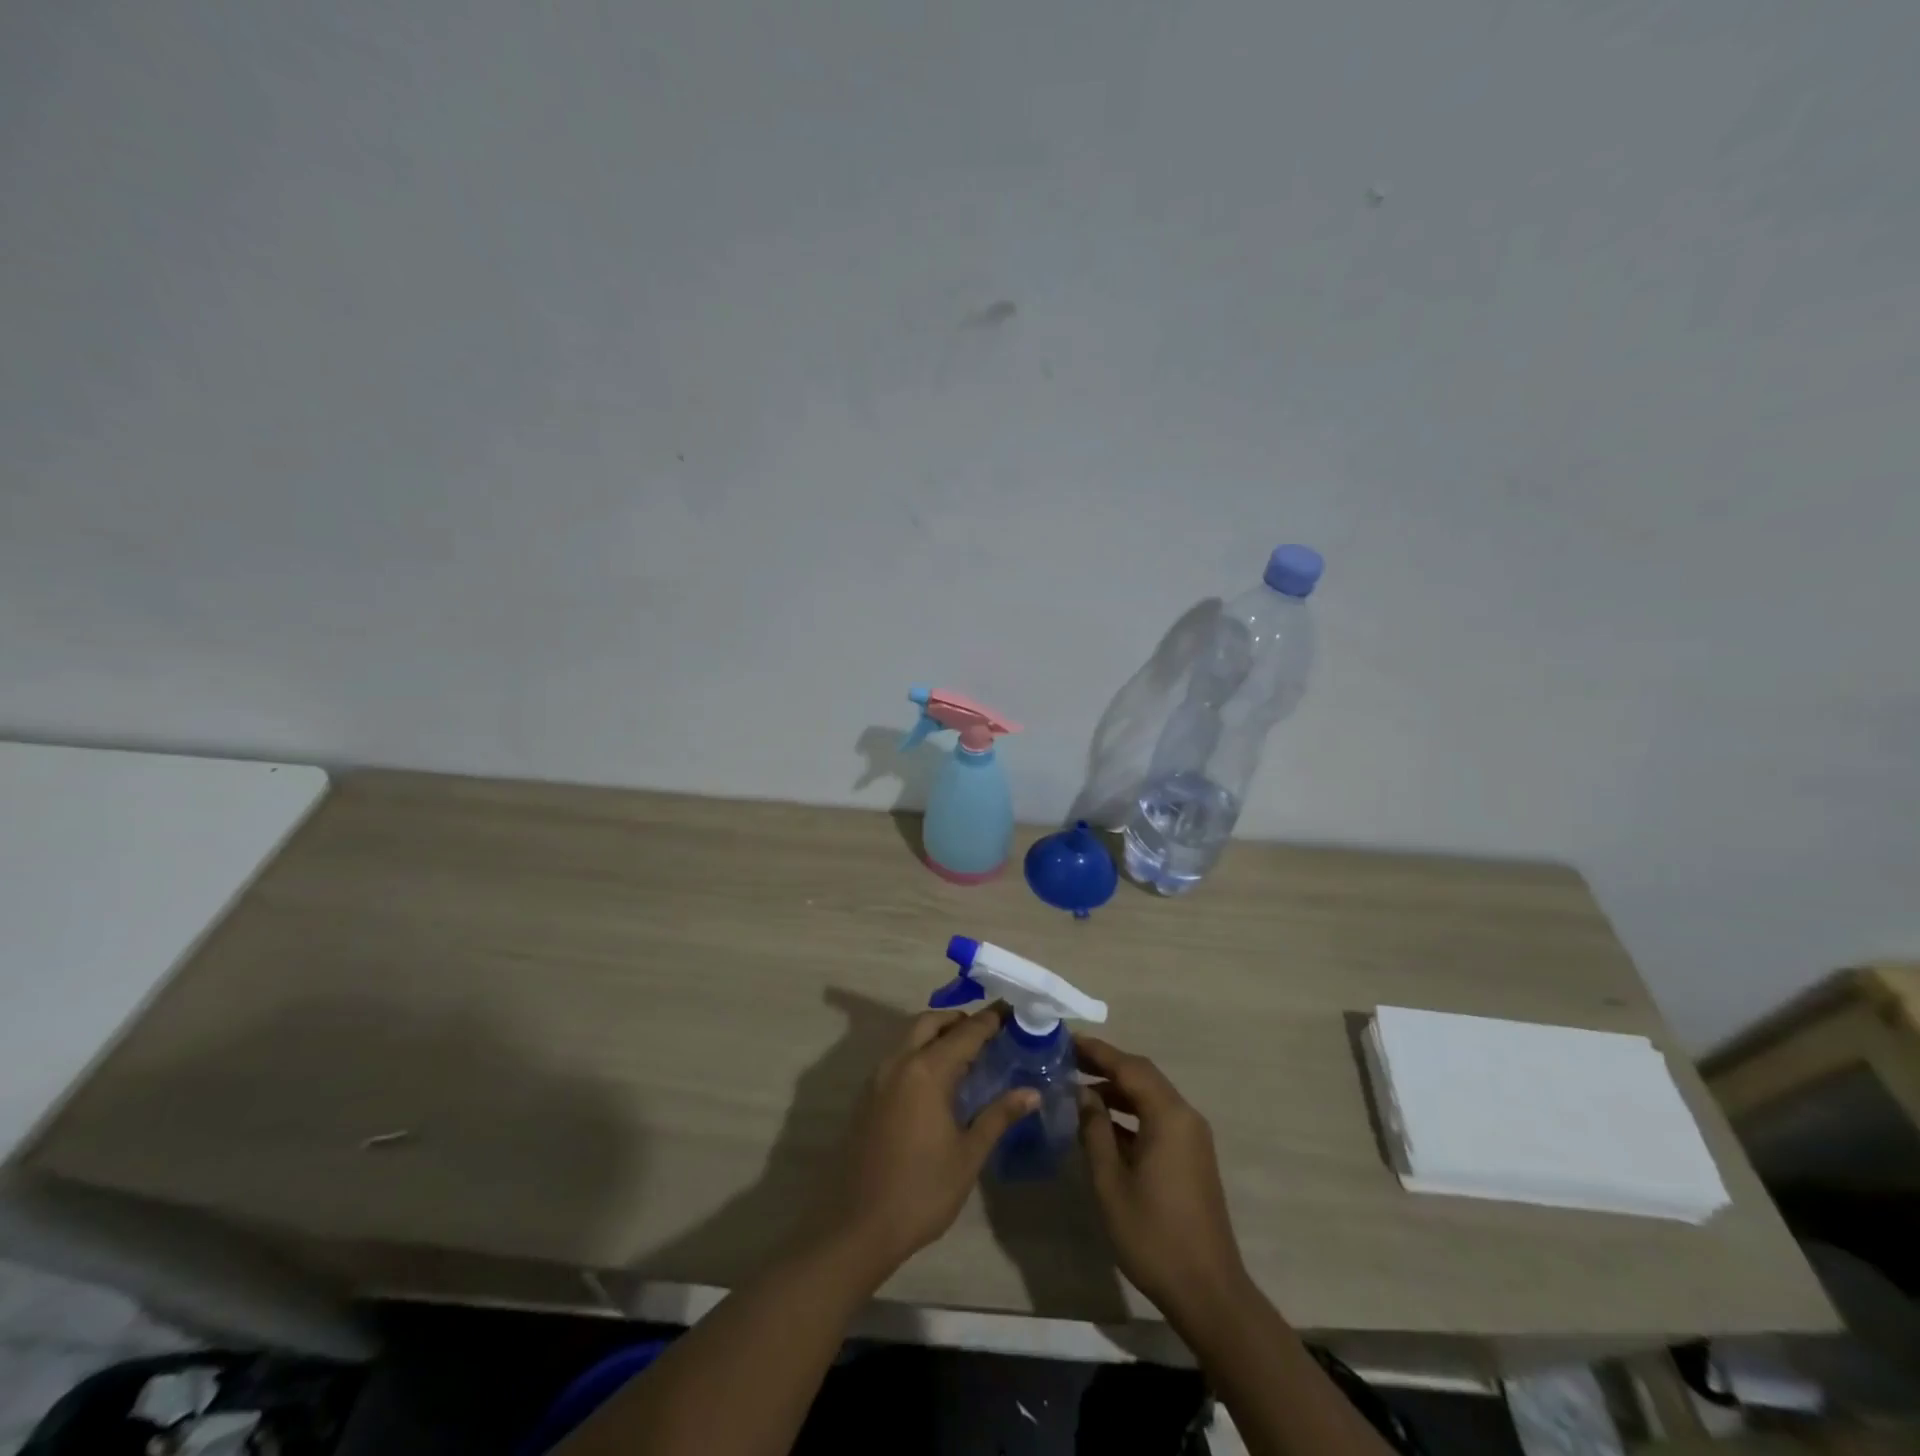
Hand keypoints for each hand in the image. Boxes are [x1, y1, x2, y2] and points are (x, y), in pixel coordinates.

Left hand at [829, 1006, 1037, 1277]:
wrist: (858, 1227)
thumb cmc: (921, 1191)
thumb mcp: (968, 1155)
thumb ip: (998, 1116)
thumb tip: (1032, 1092)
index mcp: (927, 1070)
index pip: (966, 1032)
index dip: (991, 1020)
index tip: (1012, 1011)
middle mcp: (899, 1062)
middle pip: (931, 1022)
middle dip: (959, 1020)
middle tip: (988, 1033)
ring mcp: (878, 1078)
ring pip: (910, 1037)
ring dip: (937, 1035)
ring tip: (966, 1056)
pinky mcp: (867, 1096)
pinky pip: (898, 1058)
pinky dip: (920, 1053)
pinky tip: (937, 1082)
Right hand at [1076, 1035, 1249, 1318]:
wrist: (1208, 1292)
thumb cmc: (1153, 1235)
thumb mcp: (1111, 1182)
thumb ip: (1095, 1130)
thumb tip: (1083, 1094)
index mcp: (1168, 1116)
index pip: (1128, 1067)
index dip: (1097, 1051)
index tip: (1066, 1040)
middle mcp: (1185, 1116)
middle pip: (1142, 1076)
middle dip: (1106, 1065)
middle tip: (1068, 1060)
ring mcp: (1192, 1137)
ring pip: (1151, 1096)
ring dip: (1117, 1089)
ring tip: (1079, 1088)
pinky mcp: (1192, 1156)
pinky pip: (1158, 1117)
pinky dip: (1131, 1112)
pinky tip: (1103, 1123)